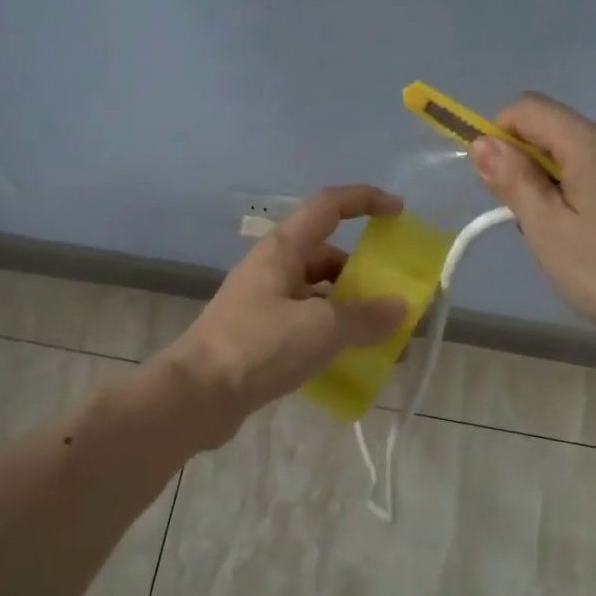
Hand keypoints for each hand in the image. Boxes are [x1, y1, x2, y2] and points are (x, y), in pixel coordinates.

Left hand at [157, 185, 409, 441]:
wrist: (196, 395)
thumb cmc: (259, 346)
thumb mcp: (321, 329)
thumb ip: (365, 316)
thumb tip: (398, 308)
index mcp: (283, 249)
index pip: (328, 205)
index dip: (365, 201)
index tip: (398, 213)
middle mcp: (273, 268)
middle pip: (327, 256)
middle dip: (364, 276)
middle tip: (395, 303)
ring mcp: (263, 303)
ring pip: (318, 295)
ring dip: (351, 312)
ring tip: (384, 344)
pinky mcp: (259, 336)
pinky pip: (306, 325)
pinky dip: (332, 337)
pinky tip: (352, 364)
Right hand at [468, 93, 595, 356]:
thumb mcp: (548, 232)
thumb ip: (515, 181)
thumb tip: (484, 142)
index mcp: (594, 145)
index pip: (531, 108)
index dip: (502, 135)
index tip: (500, 182)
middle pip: (567, 136)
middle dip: (540, 171)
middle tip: (540, 229)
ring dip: (579, 188)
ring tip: (584, 244)